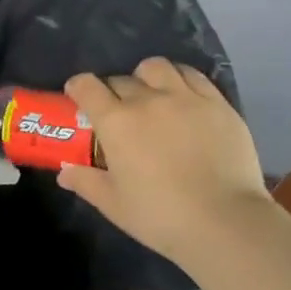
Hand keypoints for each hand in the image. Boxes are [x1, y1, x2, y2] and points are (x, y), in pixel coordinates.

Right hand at [60, 57, 269, 265]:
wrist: (226, 222)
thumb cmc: (161, 216)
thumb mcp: (114, 205)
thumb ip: (86, 182)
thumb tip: (64, 172)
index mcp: (117, 122)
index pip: (87, 87)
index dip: (78, 87)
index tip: (77, 96)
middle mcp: (148, 100)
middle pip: (121, 79)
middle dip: (112, 91)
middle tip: (118, 112)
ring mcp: (185, 98)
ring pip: (156, 67)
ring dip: (146, 77)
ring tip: (152, 94)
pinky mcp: (217, 103)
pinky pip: (193, 75)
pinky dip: (180, 79)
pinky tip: (182, 95)